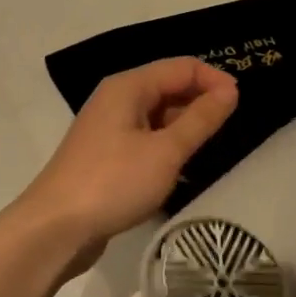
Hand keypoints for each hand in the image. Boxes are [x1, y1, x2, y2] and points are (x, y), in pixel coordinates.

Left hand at [18, 58, 238, 273]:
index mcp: (129, 87)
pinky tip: (182, 165)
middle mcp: (117, 99)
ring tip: (210, 147)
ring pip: (159, 113)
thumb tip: (231, 91)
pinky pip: (147, 136)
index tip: (240, 106)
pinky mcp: (107, 154)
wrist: (54, 229)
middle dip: (201, 100)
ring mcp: (110, 127)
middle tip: (231, 127)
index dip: (214, 80)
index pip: (182, 67)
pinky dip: (169, 143)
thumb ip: (201, 119)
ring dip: (186, 124)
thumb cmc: (113, 183)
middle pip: (169, 86)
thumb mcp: (166, 151)